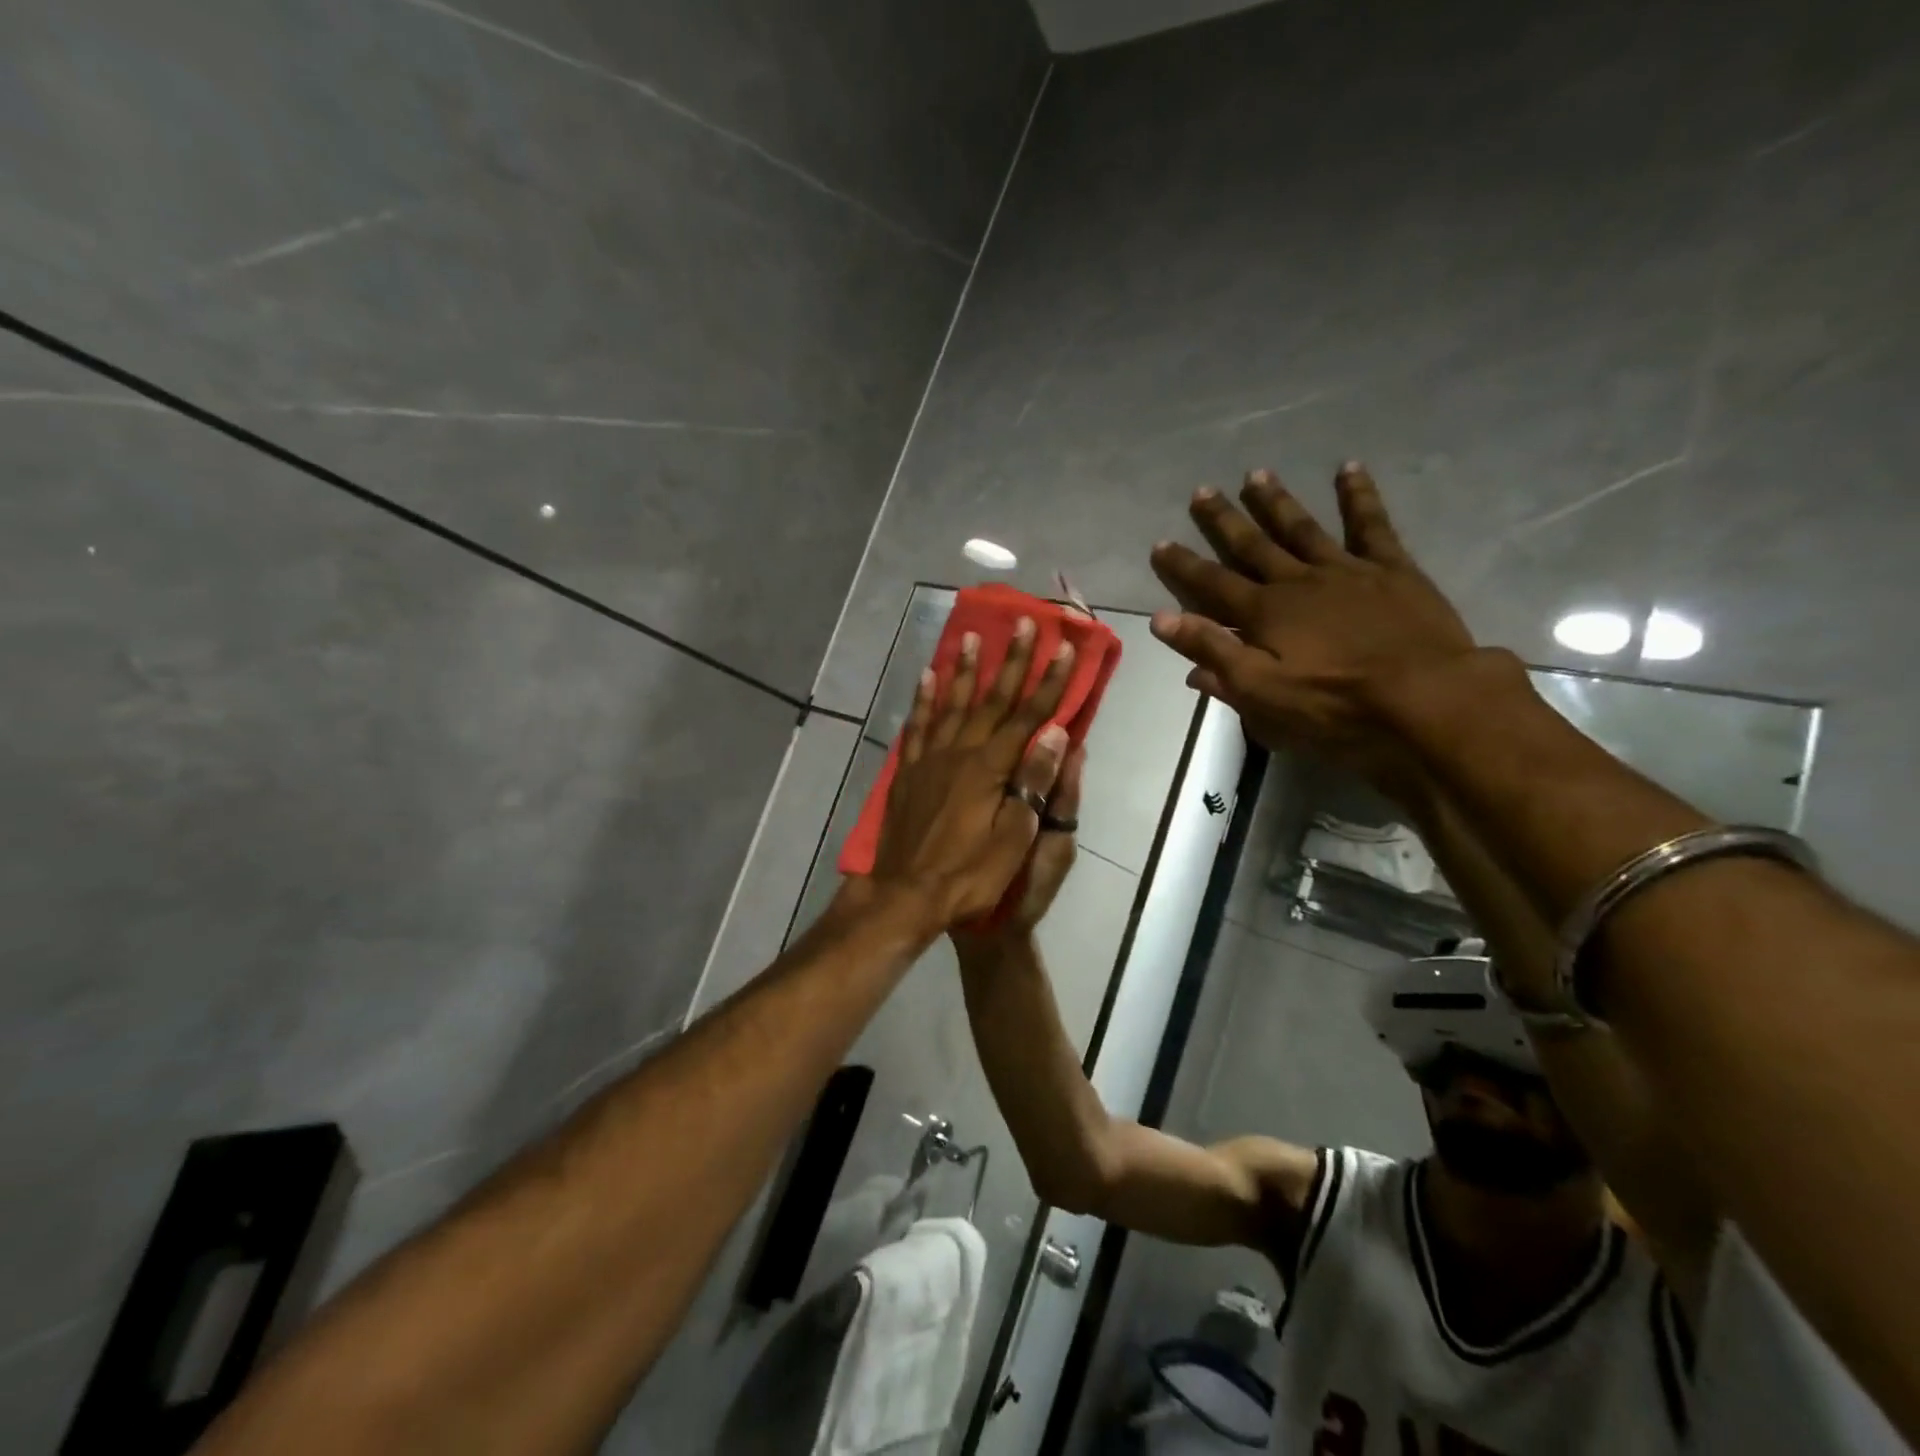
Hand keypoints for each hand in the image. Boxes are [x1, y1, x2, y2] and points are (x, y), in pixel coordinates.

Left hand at [864, 619, 1075, 930]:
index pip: (1028, 716)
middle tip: (1024, 622)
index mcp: (990, 768)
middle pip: (991, 699)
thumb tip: (1054, 734)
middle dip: (1012, 661)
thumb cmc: (969, 875)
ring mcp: (930, 759)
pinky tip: (928, 677)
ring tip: (972, 636)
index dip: (1050, 682)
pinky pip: (918, 725)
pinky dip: (923, 699)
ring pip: (951, 703)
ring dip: (965, 669)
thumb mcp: (1013, 839)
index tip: (1066, 648)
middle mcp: (960, 752)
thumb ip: (1033, 783)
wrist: (906, 895)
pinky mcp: (909, 771)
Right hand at [1147, 464, 1475, 764]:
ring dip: (1276, 502)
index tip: (1160, 543)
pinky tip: (1349, 468)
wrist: (1424, 698)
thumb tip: (1161, 620)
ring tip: (1256, 474)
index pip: (1211, 584)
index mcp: (1263, 614)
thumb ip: (1212, 653)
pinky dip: (1359, 495)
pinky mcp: (1391, 569)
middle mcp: (1296, 581)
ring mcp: (1345, 570)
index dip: (1183, 565)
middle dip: (1224, 520)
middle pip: (1252, 545)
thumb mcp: (1259, 692)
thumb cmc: (1333, 705)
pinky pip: (1371, 524)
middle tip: (1202, 491)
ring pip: (1301, 528)